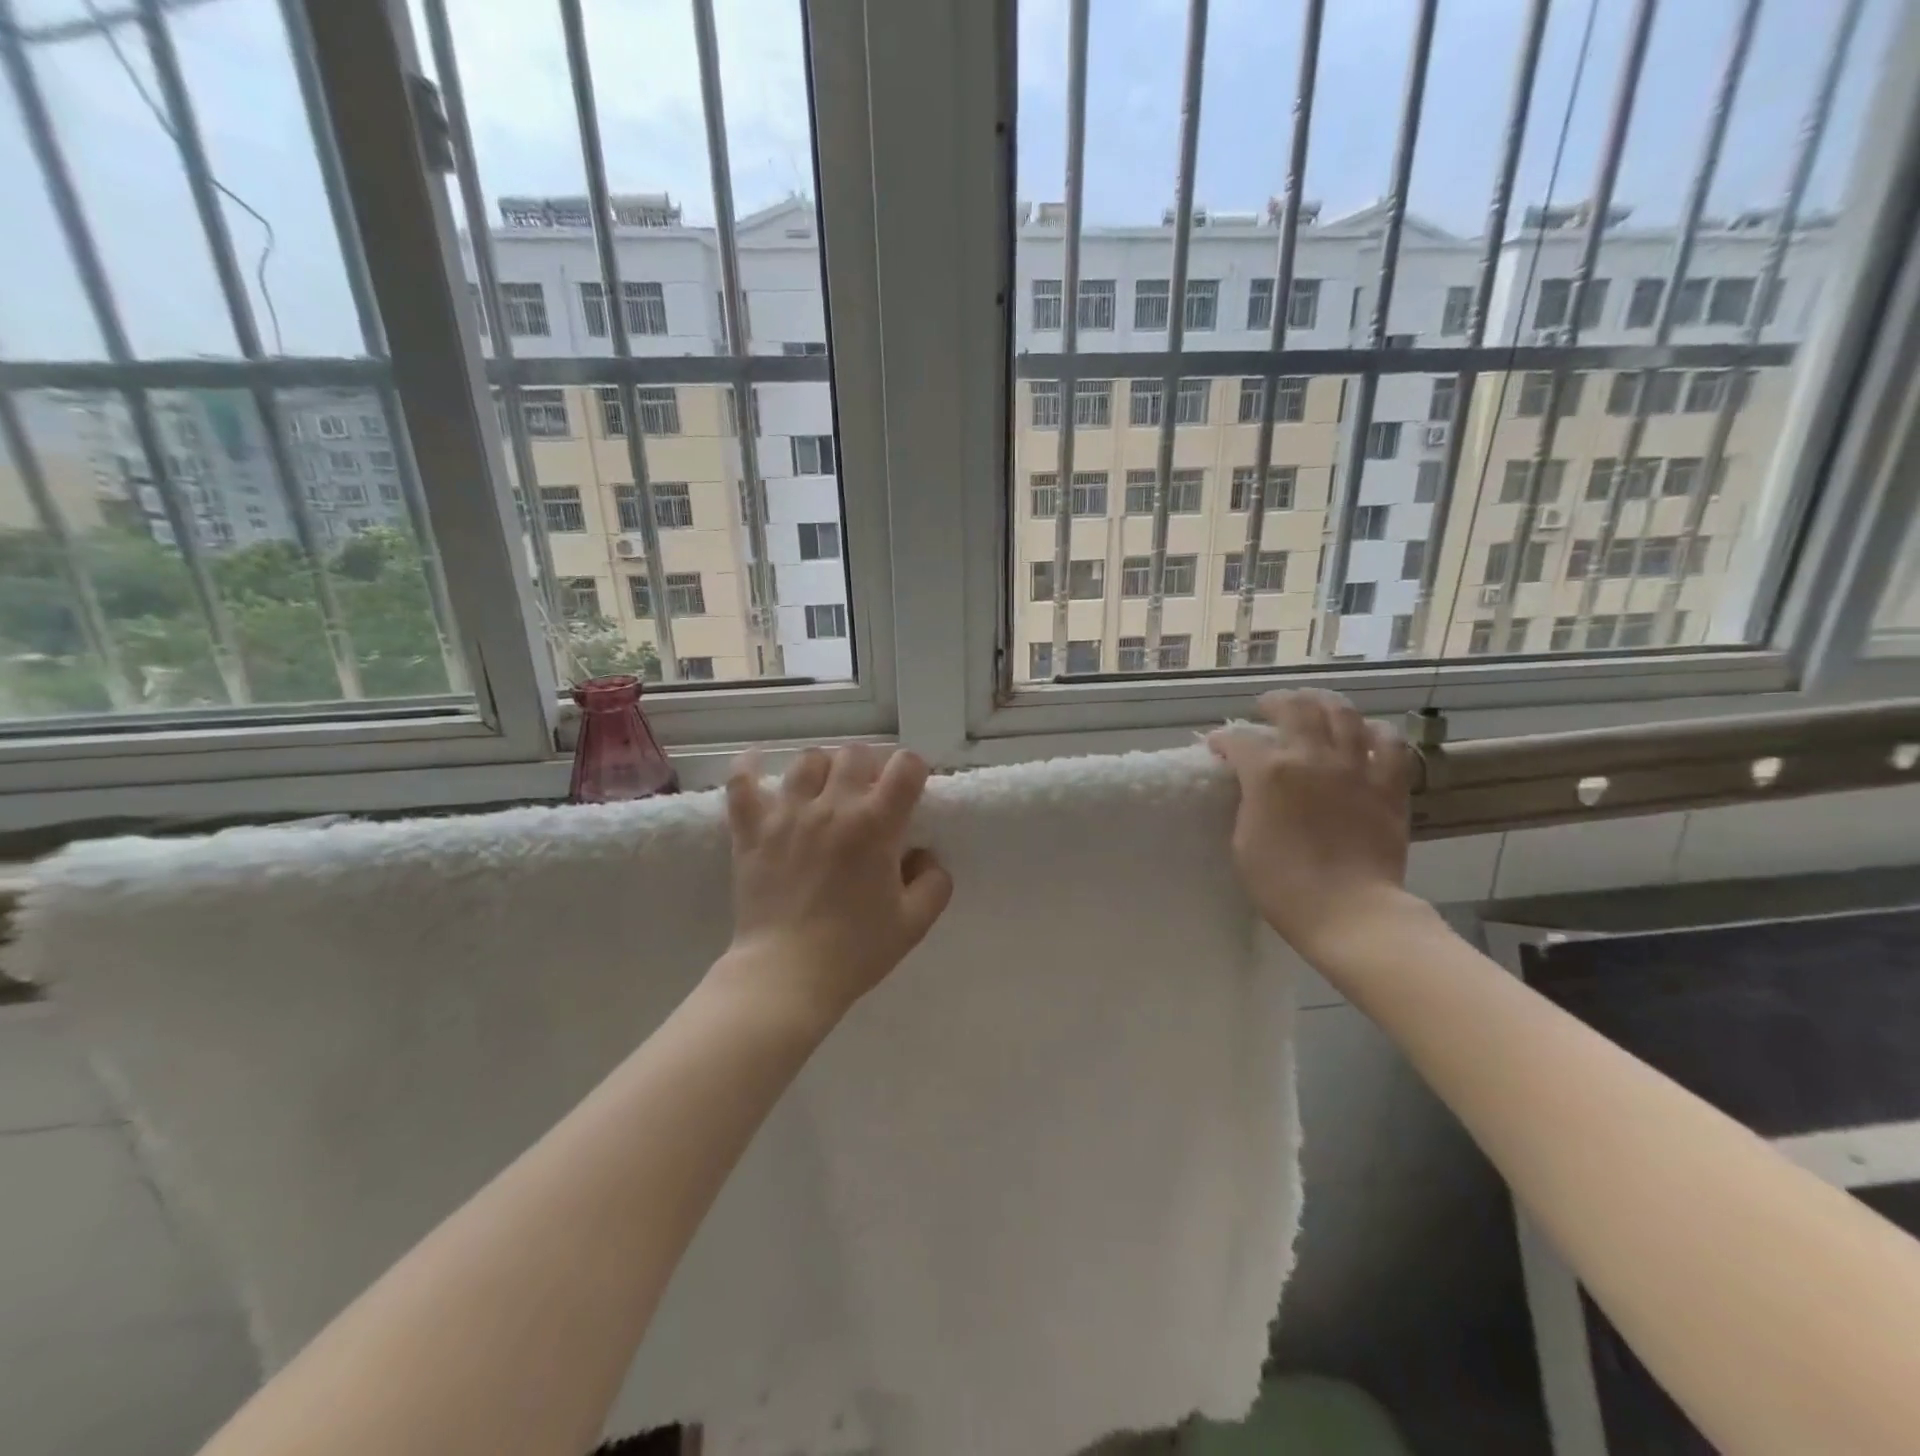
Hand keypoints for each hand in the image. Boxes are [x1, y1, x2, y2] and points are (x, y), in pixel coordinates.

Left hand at [721, 743, 953, 1021]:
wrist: (786, 975)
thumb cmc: (855, 950)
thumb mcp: (914, 922)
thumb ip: (934, 881)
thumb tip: (924, 855)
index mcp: (876, 824)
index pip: (905, 765)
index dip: (913, 771)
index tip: (909, 790)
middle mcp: (833, 806)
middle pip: (855, 753)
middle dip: (870, 768)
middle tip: (869, 795)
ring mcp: (787, 813)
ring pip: (808, 760)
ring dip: (823, 769)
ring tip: (824, 791)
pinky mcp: (751, 828)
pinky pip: (742, 781)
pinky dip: (748, 766)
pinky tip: (756, 761)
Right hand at [1208, 689, 1414, 955]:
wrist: (1349, 911)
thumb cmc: (1282, 884)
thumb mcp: (1243, 841)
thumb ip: (1248, 802)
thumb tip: (1252, 786)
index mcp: (1269, 772)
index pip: (1239, 740)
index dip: (1223, 741)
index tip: (1217, 748)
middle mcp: (1312, 757)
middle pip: (1294, 708)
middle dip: (1275, 702)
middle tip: (1266, 707)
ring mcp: (1355, 767)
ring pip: (1342, 713)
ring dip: (1322, 703)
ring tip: (1312, 705)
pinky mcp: (1389, 785)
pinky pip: (1389, 743)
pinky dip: (1375, 732)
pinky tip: (1365, 734)